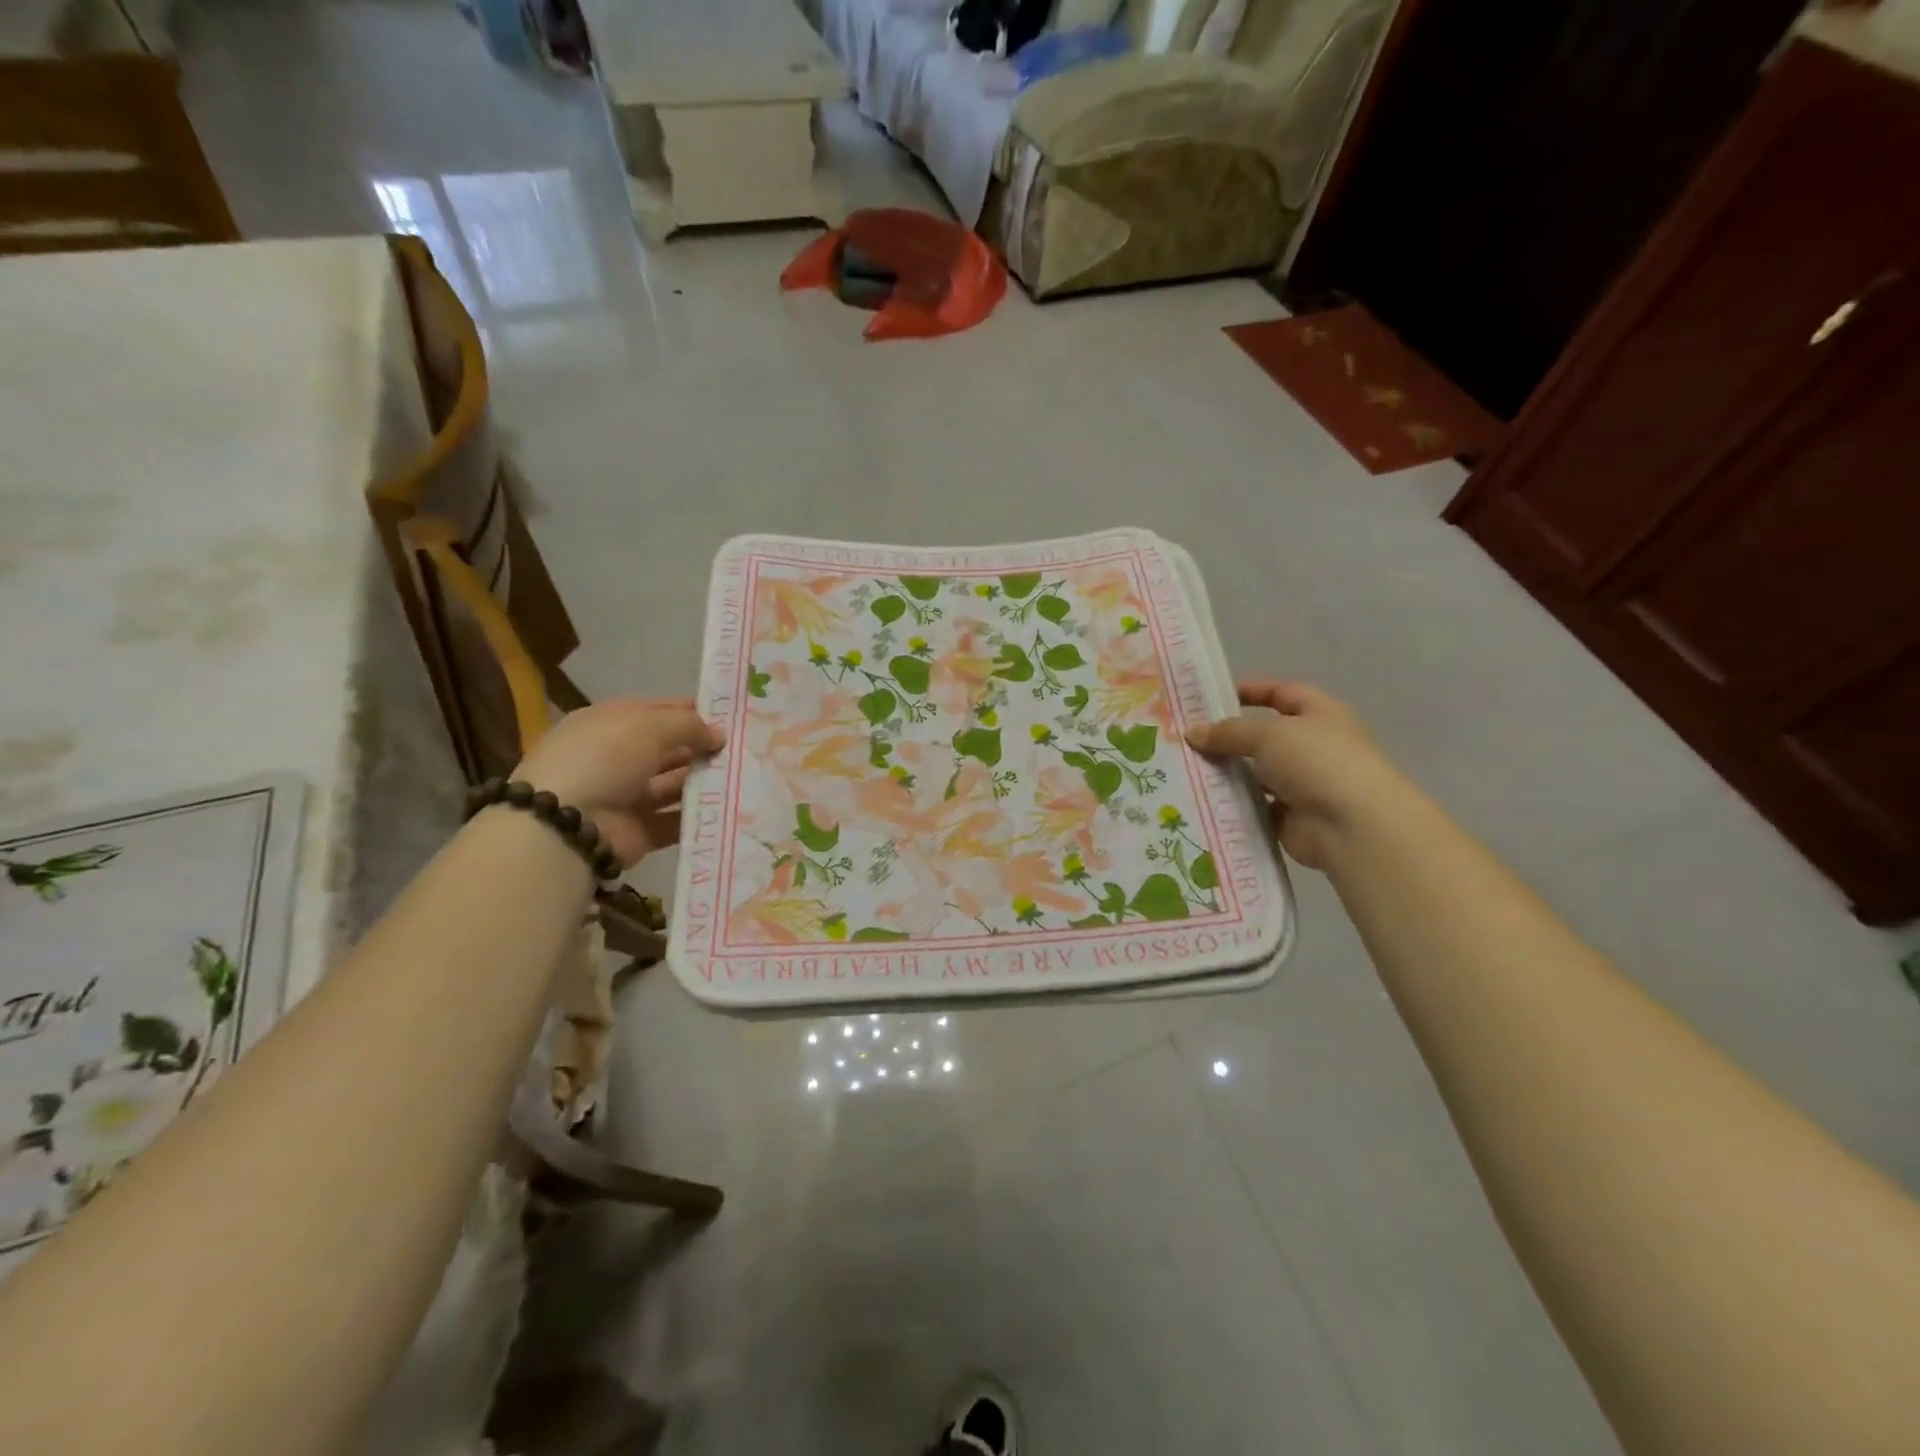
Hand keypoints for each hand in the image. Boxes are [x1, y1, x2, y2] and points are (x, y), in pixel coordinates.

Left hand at [513, 698, 725, 868]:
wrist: (566, 824)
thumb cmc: (604, 758)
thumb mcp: (648, 725)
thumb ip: (689, 725)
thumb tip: (718, 735)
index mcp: (611, 724)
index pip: (659, 711)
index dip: (693, 712)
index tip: (732, 717)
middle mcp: (618, 758)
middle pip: (670, 750)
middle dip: (704, 749)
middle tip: (747, 750)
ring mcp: (627, 796)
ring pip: (675, 785)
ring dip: (705, 782)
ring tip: (746, 778)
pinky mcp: (639, 831)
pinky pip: (675, 821)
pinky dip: (699, 816)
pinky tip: (731, 808)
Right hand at [1187, 681, 1409, 869]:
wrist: (1353, 827)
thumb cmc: (1317, 762)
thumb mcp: (1268, 734)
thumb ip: (1228, 732)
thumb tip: (1192, 733)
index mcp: (1320, 715)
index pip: (1283, 693)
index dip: (1253, 691)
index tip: (1214, 696)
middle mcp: (1314, 747)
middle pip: (1264, 737)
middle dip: (1229, 737)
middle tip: (1186, 738)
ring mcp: (1304, 784)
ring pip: (1256, 774)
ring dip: (1227, 774)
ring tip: (1184, 771)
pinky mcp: (1291, 818)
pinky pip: (1255, 807)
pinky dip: (1233, 805)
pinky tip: (1201, 801)